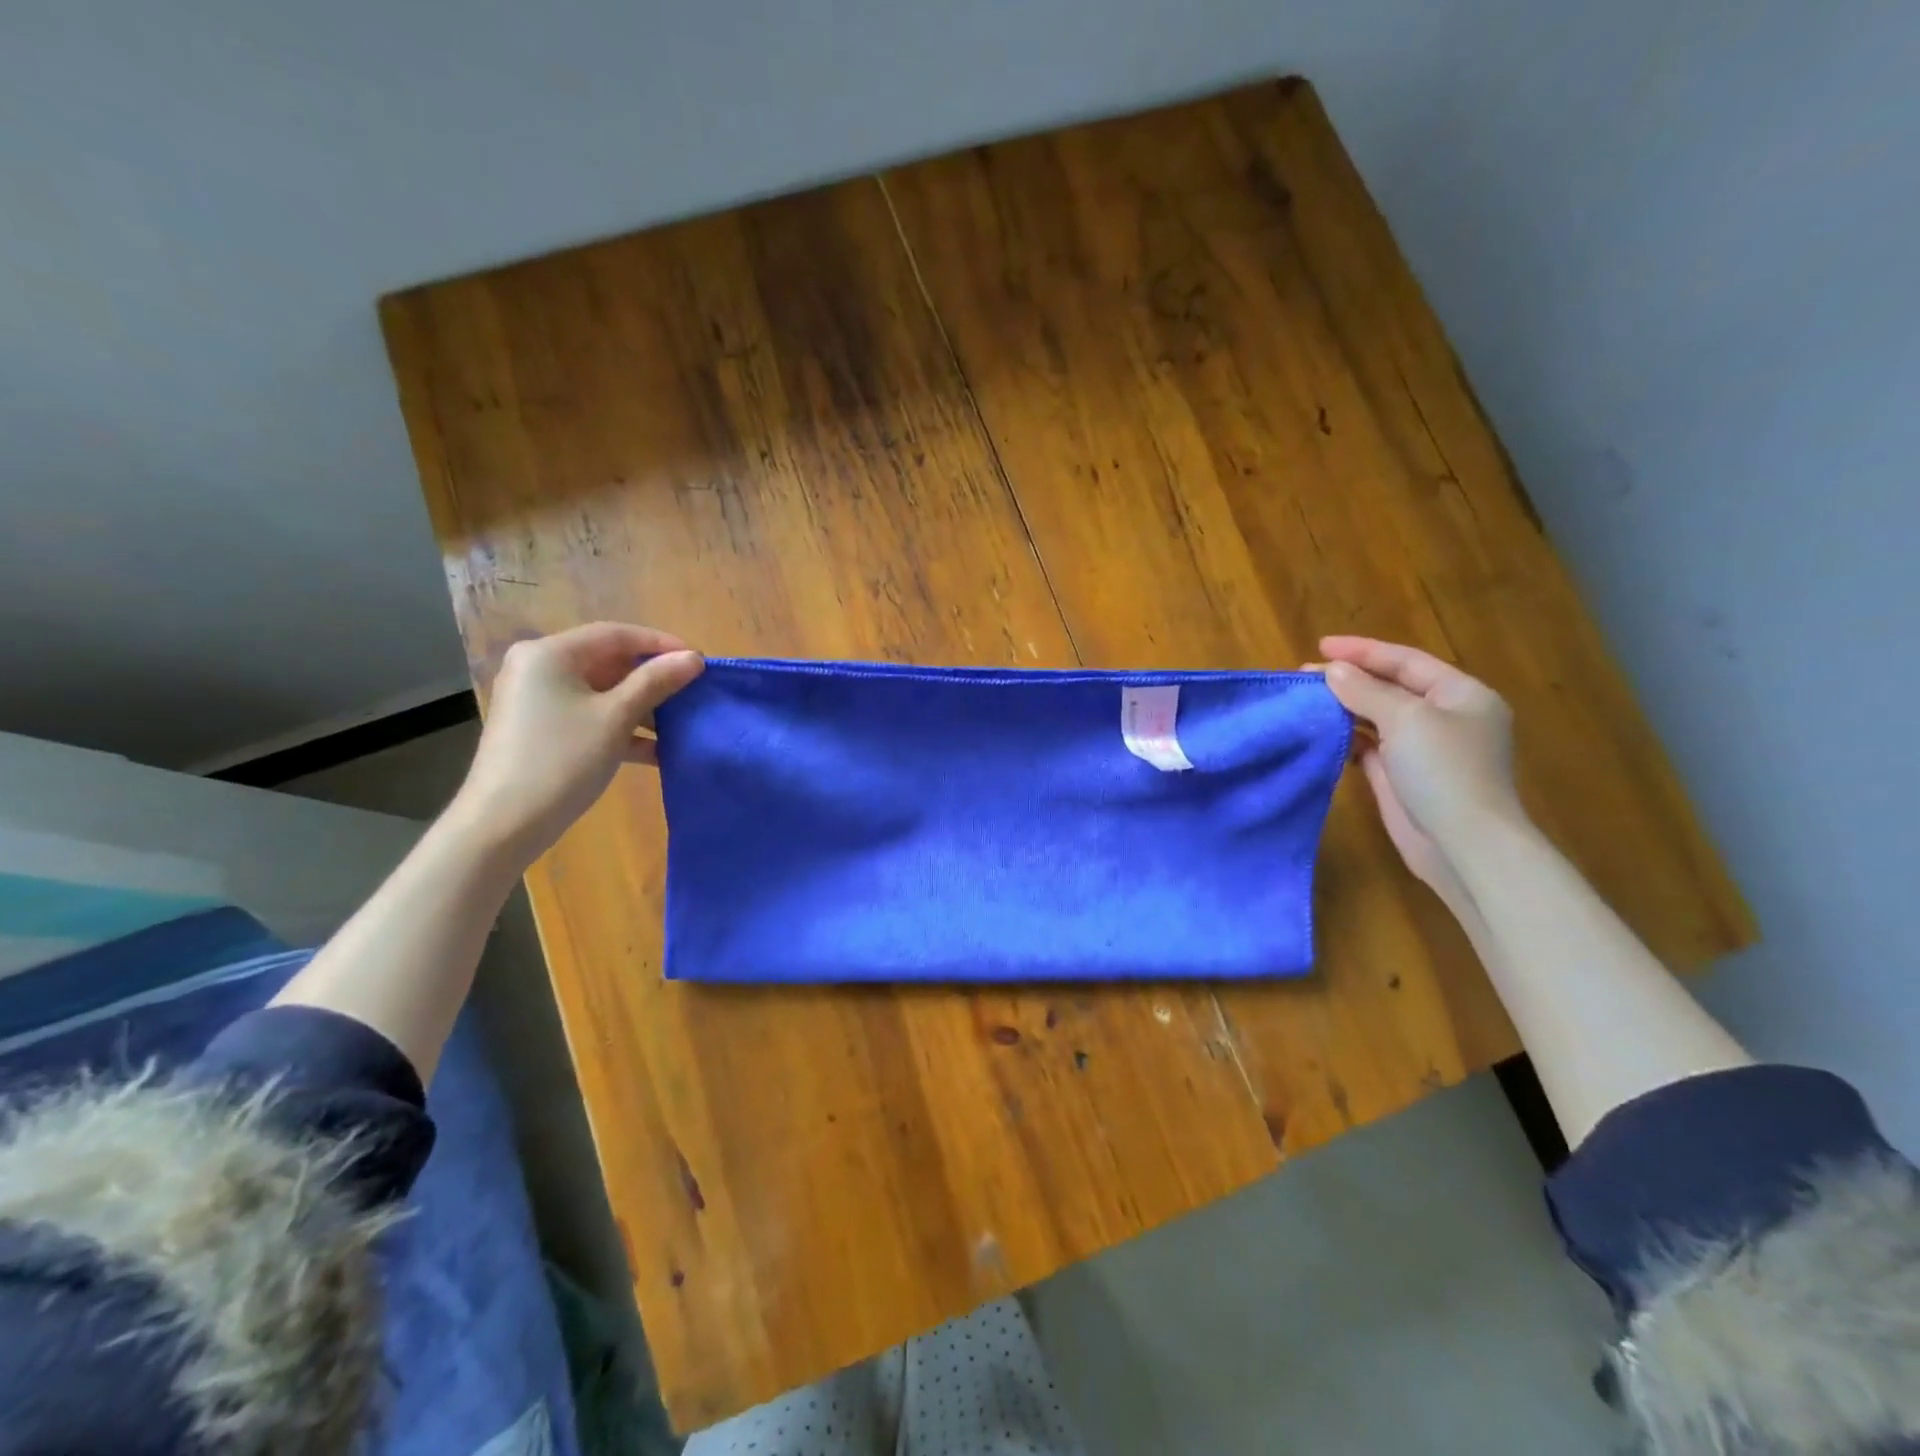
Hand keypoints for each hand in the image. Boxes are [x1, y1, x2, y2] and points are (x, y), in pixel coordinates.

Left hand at [449, 622, 703, 865]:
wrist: (504, 823)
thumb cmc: (562, 760)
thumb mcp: (616, 717)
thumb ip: (656, 682)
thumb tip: (693, 658)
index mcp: (550, 654)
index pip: (616, 634)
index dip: (660, 644)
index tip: (698, 662)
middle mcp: (539, 668)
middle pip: (608, 661)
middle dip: (653, 679)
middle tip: (692, 693)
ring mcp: (539, 700)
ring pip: (602, 692)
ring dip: (642, 707)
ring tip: (680, 725)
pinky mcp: (542, 729)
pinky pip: (590, 716)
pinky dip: (621, 727)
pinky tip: (655, 751)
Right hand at [1317, 636, 1523, 901]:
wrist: (1462, 845)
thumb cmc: (1444, 771)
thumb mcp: (1406, 719)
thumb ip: (1366, 691)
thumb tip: (1332, 671)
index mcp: (1461, 694)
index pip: (1406, 661)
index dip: (1363, 651)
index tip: (1320, 646)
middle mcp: (1445, 717)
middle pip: (1391, 687)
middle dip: (1350, 679)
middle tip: (1305, 675)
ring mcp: (1423, 749)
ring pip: (1377, 717)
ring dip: (1344, 707)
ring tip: (1307, 700)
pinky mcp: (1401, 776)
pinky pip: (1369, 746)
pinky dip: (1346, 737)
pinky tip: (1322, 732)